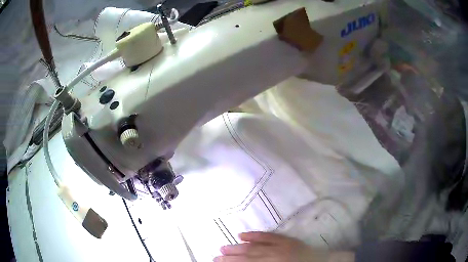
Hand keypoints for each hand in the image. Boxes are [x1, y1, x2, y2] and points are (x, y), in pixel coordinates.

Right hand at [214, 232, 352, 261]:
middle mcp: (272, 255)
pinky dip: (254, 234)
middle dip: (229, 257)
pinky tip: (242, 234)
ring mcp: (279, 245)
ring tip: (223, 247)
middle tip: (215, 256)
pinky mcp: (286, 239)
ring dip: (237, 247)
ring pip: (253, 246)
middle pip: (247, 256)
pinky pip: (268, 235)